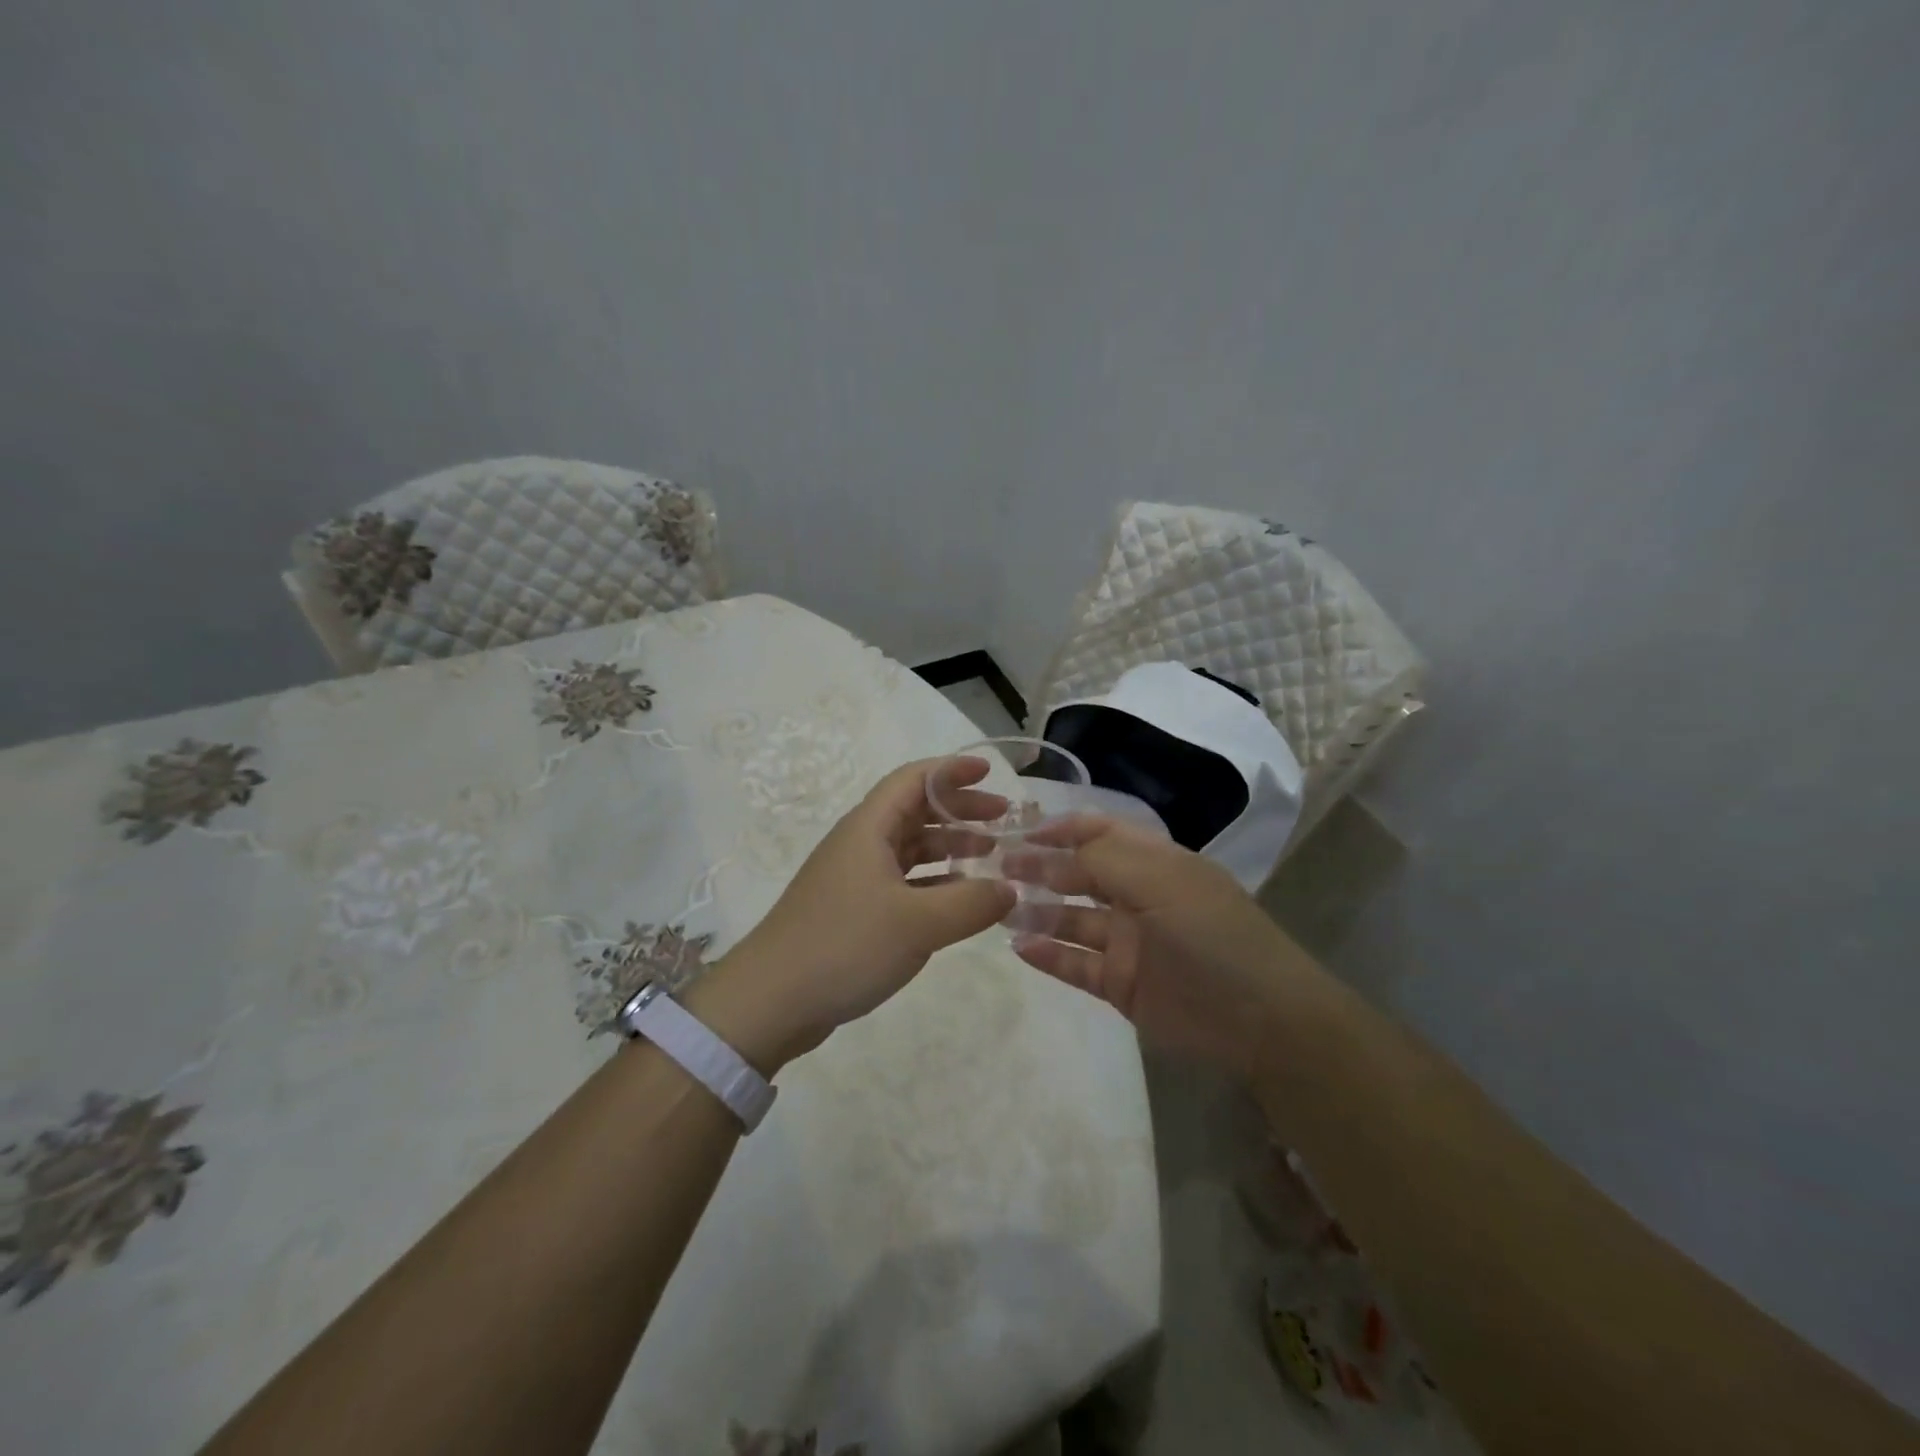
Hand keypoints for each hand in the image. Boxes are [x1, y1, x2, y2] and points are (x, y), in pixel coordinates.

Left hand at [696, 758, 1014, 1069]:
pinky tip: (958, 900)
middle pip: (915, 811)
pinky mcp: (853, 911)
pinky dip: (934, 882)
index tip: (989, 772)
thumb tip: (1010, 889)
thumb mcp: (918, 924)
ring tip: (990, 856)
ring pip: (910, 848)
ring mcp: (854, 878)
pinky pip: (902, 881)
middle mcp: (860, 844)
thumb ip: (971, 903)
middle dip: (959, 810)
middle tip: (1003, 819)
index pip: (914, 779)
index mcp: (869, 828)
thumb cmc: (844, 946)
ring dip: (949, 847)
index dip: (951, 770)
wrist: (770, 1001)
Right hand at [1006, 816, 1319, 1078]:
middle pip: (1079, 875)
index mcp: (1154, 863)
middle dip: (1040, 869)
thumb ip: (1103, 859)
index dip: (1062, 829)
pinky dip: (1048, 955)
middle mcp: (1137, 897)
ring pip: (1072, 921)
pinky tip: (1019, 947)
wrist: (1260, 1020)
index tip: (1021, 833)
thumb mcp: (1161, 881)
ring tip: (998, 908)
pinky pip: (1076, 965)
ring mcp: (1127, 943)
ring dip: (1036, 912)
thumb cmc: (1211, 934)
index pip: (1100, 833)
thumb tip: (1051, 850)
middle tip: (996, 870)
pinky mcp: (1120, 984)